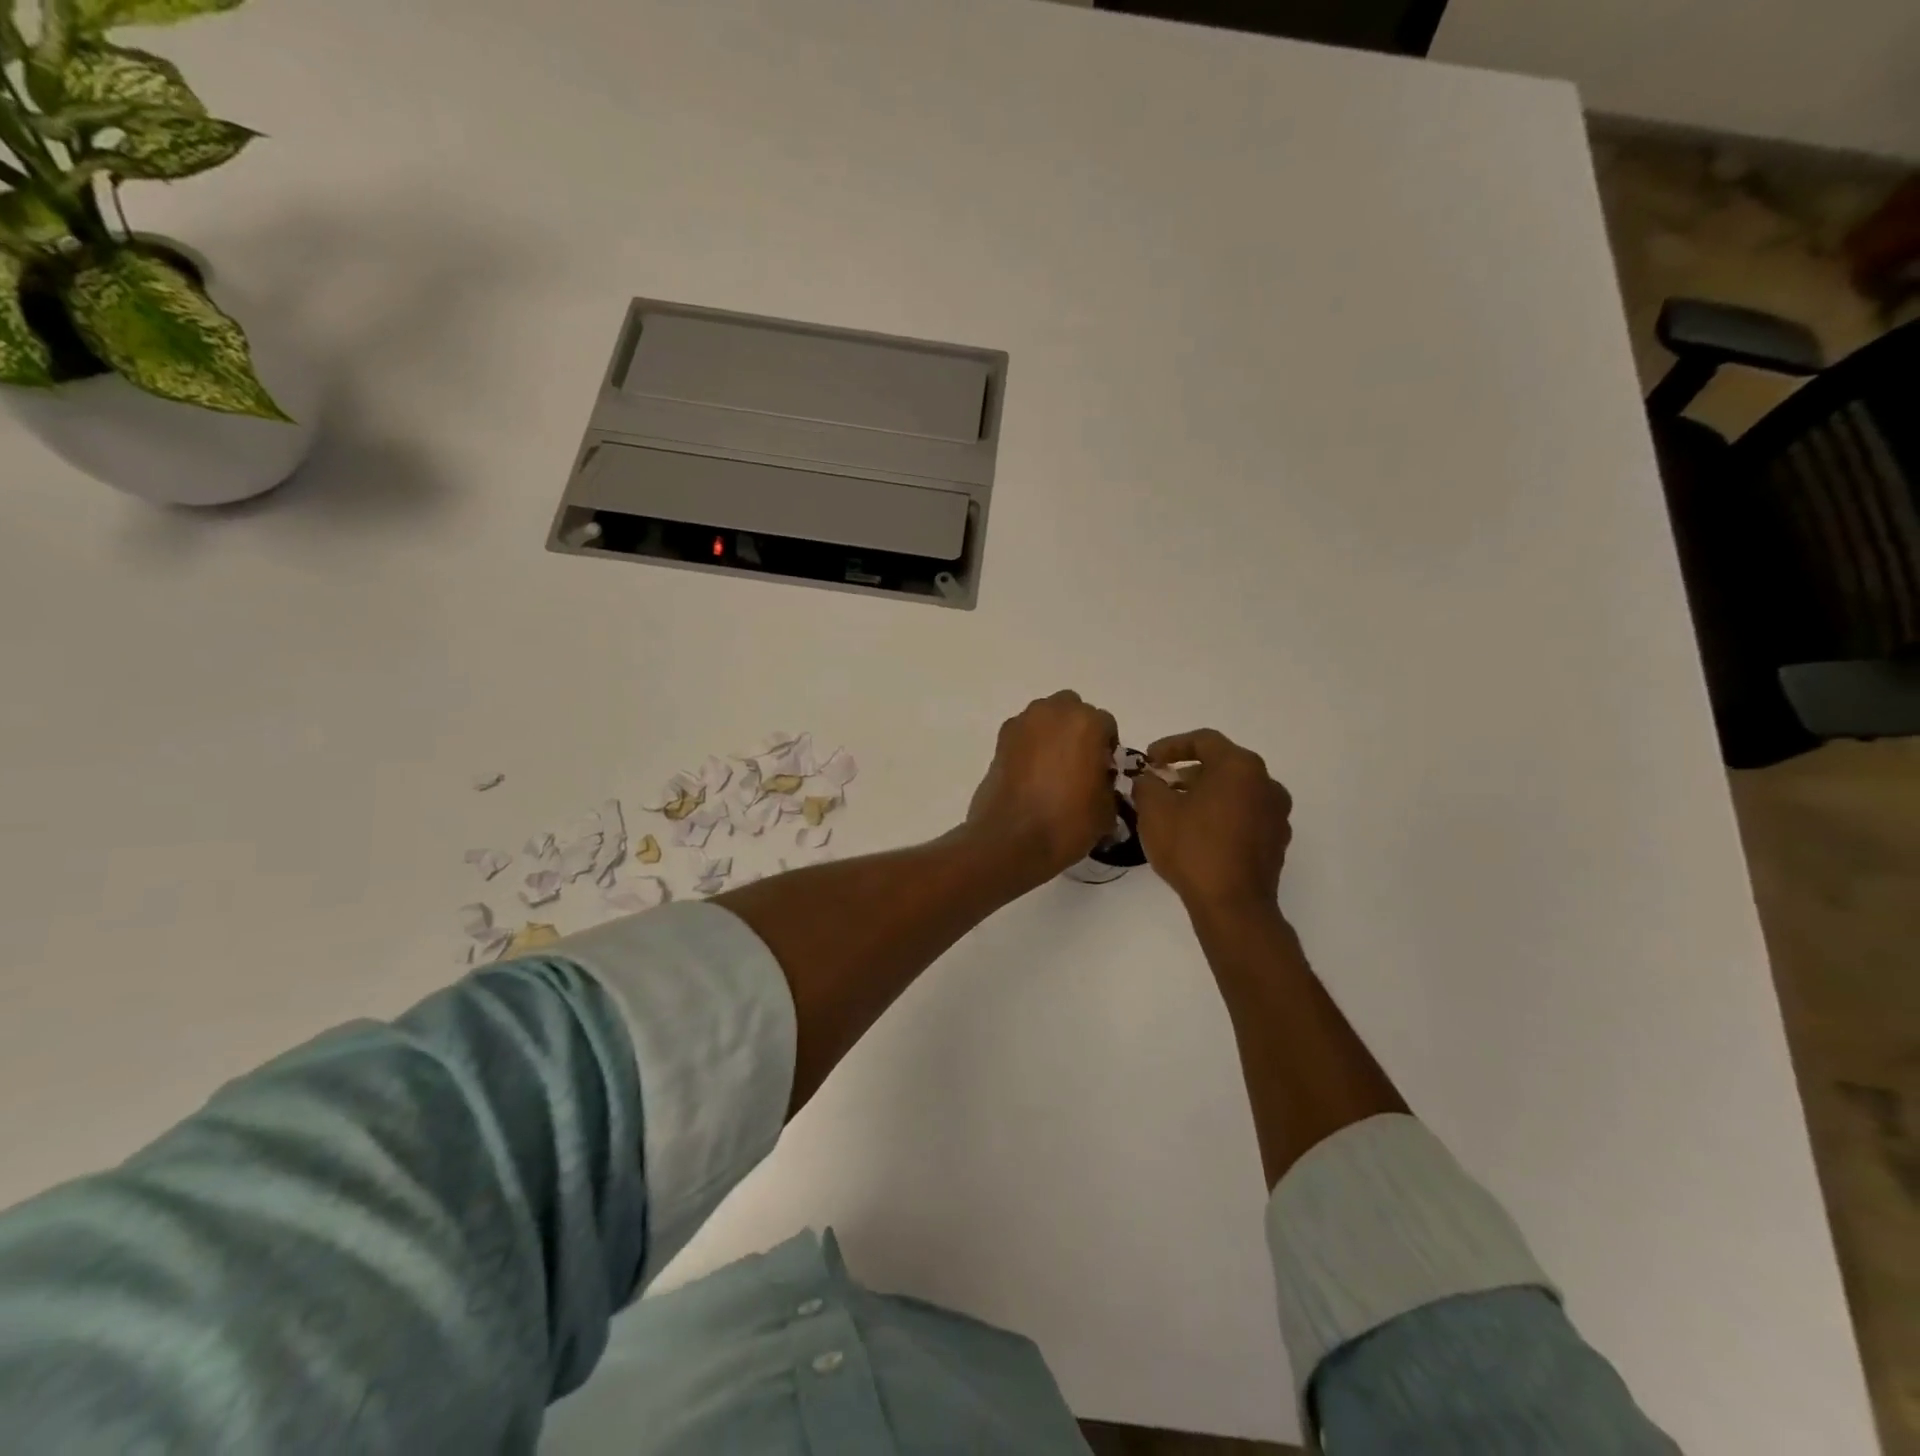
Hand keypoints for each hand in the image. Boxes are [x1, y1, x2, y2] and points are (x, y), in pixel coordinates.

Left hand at [966, 691, 1119, 885]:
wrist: (1012, 839)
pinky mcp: (1000, 740)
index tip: (1103, 772)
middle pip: (1073, 710)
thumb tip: (1098, 780)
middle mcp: (1053, 712)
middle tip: (1079, 763)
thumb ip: (1108, 782)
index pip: (1106, 725)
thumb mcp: (1107, 808)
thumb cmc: (1067, 822)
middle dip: (1078, 730)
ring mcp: (1022, 723)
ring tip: (1053, 769)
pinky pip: (1024, 734)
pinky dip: (1030, 746)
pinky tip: (1031, 775)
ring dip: (1052, 734)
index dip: (1107, 749)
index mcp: (1087, 723)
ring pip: (1045, 718)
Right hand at [1132, 729, 1292, 914]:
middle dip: (1188, 771)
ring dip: (1206, 794)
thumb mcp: (1154, 810)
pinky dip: (1222, 815)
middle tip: (1161, 784)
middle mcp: (1266, 782)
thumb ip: (1147, 784)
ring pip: (1236, 791)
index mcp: (1239, 766)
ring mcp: (1276, 813)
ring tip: (1177, 810)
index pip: (1203, 740)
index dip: (1171, 745)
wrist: (1233, 905)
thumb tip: (1148, 779)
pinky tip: (1200, 833)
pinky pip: (1245, 815)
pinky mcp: (1277, 841)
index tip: (1148, 759)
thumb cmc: (1192, 848)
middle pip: (1222, 764)